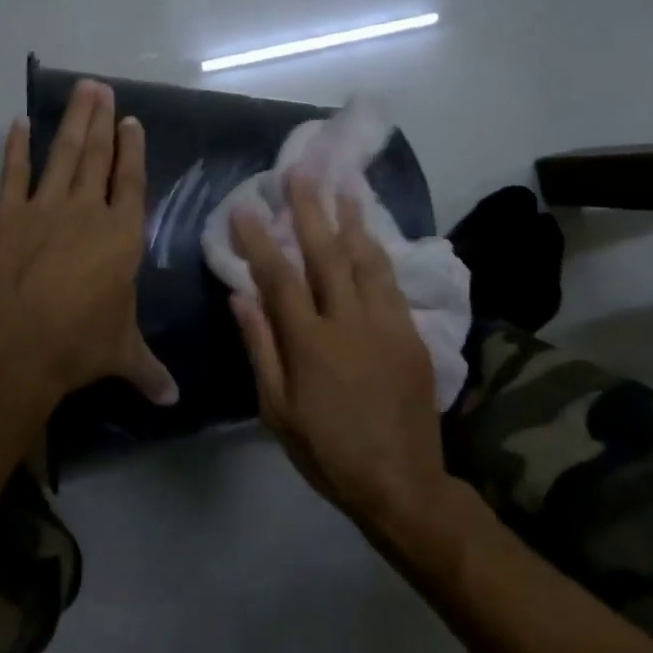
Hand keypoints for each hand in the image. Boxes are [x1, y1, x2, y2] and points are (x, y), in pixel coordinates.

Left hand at [0, 80, 177, 411]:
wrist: (15, 347)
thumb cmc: (78, 346)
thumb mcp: (121, 354)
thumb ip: (149, 370)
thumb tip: (174, 401)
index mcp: (121, 236)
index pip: (131, 182)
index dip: (132, 150)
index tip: (131, 122)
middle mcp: (86, 212)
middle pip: (98, 157)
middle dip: (102, 120)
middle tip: (101, 87)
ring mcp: (43, 208)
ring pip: (63, 154)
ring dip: (73, 121)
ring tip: (81, 90)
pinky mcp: (5, 215)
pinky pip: (13, 173)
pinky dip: (16, 148)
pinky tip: (19, 124)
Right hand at [229, 172, 440, 532]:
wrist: (402, 482)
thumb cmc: (327, 451)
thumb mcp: (277, 410)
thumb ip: (261, 347)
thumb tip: (240, 295)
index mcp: (310, 343)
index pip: (278, 277)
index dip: (260, 239)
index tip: (246, 205)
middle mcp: (349, 322)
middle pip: (326, 254)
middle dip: (309, 209)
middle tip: (299, 170)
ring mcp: (387, 324)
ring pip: (366, 259)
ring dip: (351, 218)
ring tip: (342, 183)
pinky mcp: (412, 333)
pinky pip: (392, 281)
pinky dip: (379, 250)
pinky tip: (371, 231)